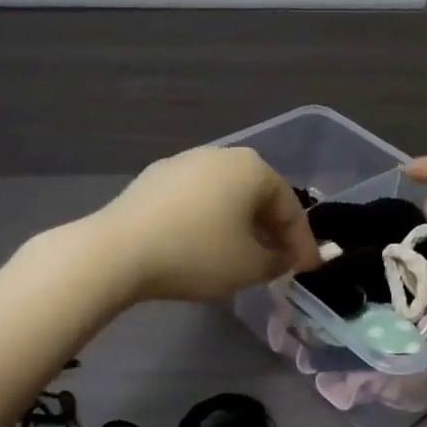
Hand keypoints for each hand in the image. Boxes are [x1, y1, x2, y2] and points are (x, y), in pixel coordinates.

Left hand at [89, 146, 320, 303]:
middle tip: (278, 263)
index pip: (290, 208)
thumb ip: (277, 261)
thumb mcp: (250, 267)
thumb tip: (280, 257)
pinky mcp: (153, 179)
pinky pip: (195, 202)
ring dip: (239, 227)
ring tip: (241, 257)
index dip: (302, 244)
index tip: (308, 271)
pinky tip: (202, 247)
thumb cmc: (197, 254)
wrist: (118, 250)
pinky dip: (208, 223)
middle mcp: (220, 155)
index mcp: (252, 168)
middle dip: (271, 231)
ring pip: (225, 198)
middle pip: (257, 197)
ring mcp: (183, 163)